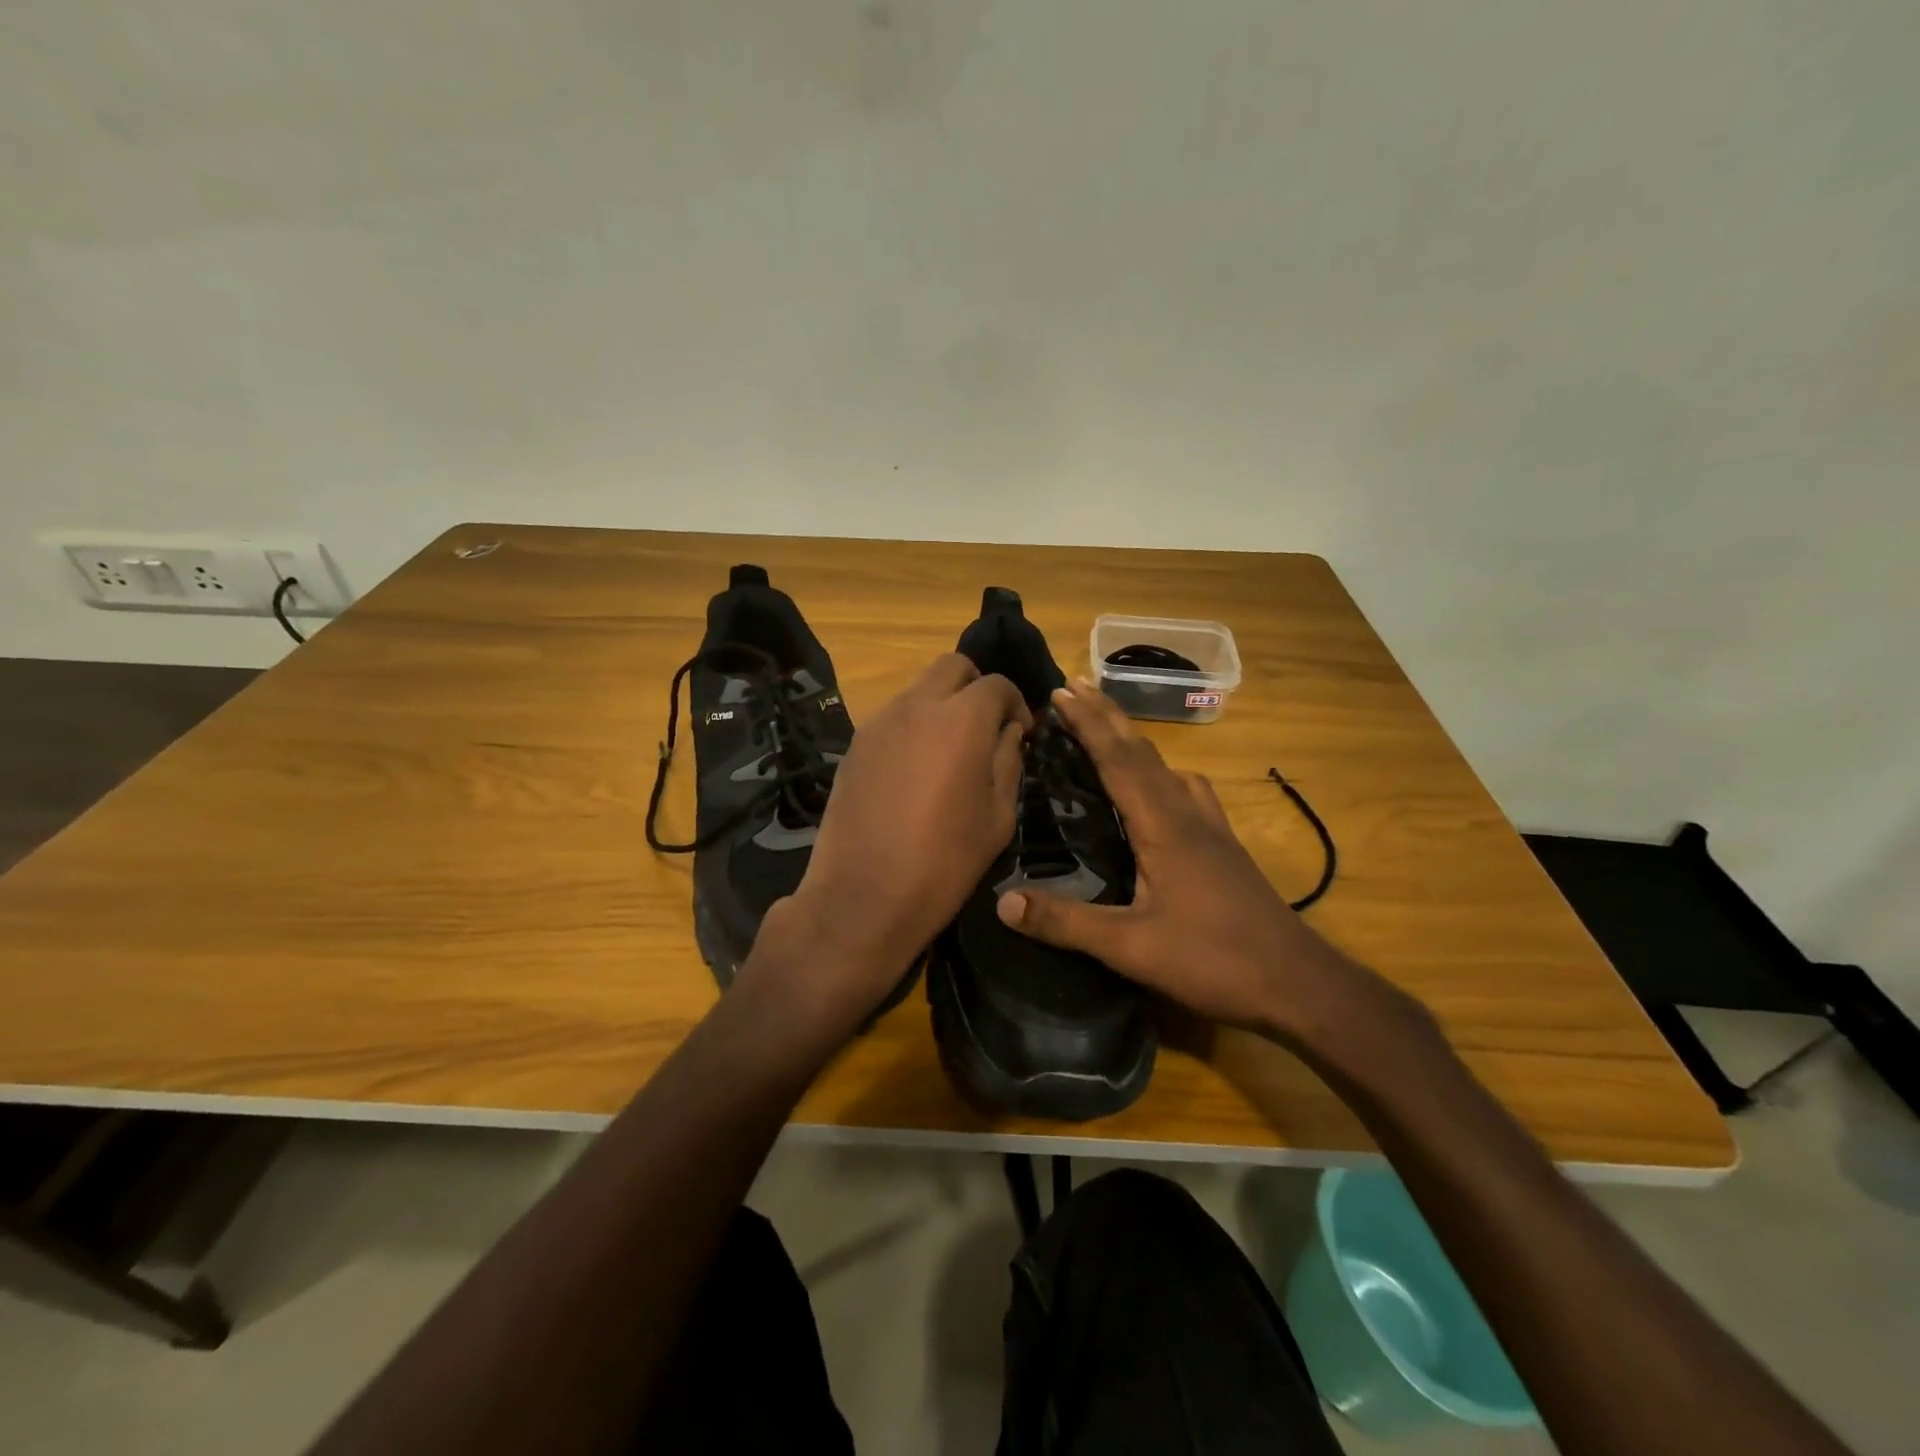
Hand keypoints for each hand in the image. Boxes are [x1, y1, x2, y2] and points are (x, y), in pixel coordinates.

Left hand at [750, 654, 1031, 1031]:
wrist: (863, 896)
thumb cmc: (944, 862)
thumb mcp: (998, 816)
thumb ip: (1009, 761)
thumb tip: (1009, 732)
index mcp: (962, 720)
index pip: (997, 684)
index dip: (1016, 704)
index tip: (1021, 734)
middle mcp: (917, 706)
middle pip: (953, 667)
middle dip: (977, 687)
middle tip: (986, 728)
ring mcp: (879, 722)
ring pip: (919, 688)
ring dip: (943, 704)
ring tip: (949, 751)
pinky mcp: (855, 744)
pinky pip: (894, 716)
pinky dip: (914, 725)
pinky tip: (915, 769)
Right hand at [995, 681, 1406, 1050]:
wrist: (1298, 983)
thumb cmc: (1213, 960)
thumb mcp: (1131, 947)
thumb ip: (1066, 923)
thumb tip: (1002, 901)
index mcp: (1163, 825)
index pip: (1117, 759)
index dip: (1087, 723)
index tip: (1059, 691)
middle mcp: (1189, 813)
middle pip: (1142, 751)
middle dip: (1106, 715)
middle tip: (1075, 686)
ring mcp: (1212, 827)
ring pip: (1168, 767)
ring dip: (1133, 741)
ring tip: (1108, 731)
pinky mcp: (1224, 845)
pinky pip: (1187, 790)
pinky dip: (1162, 771)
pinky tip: (1161, 789)